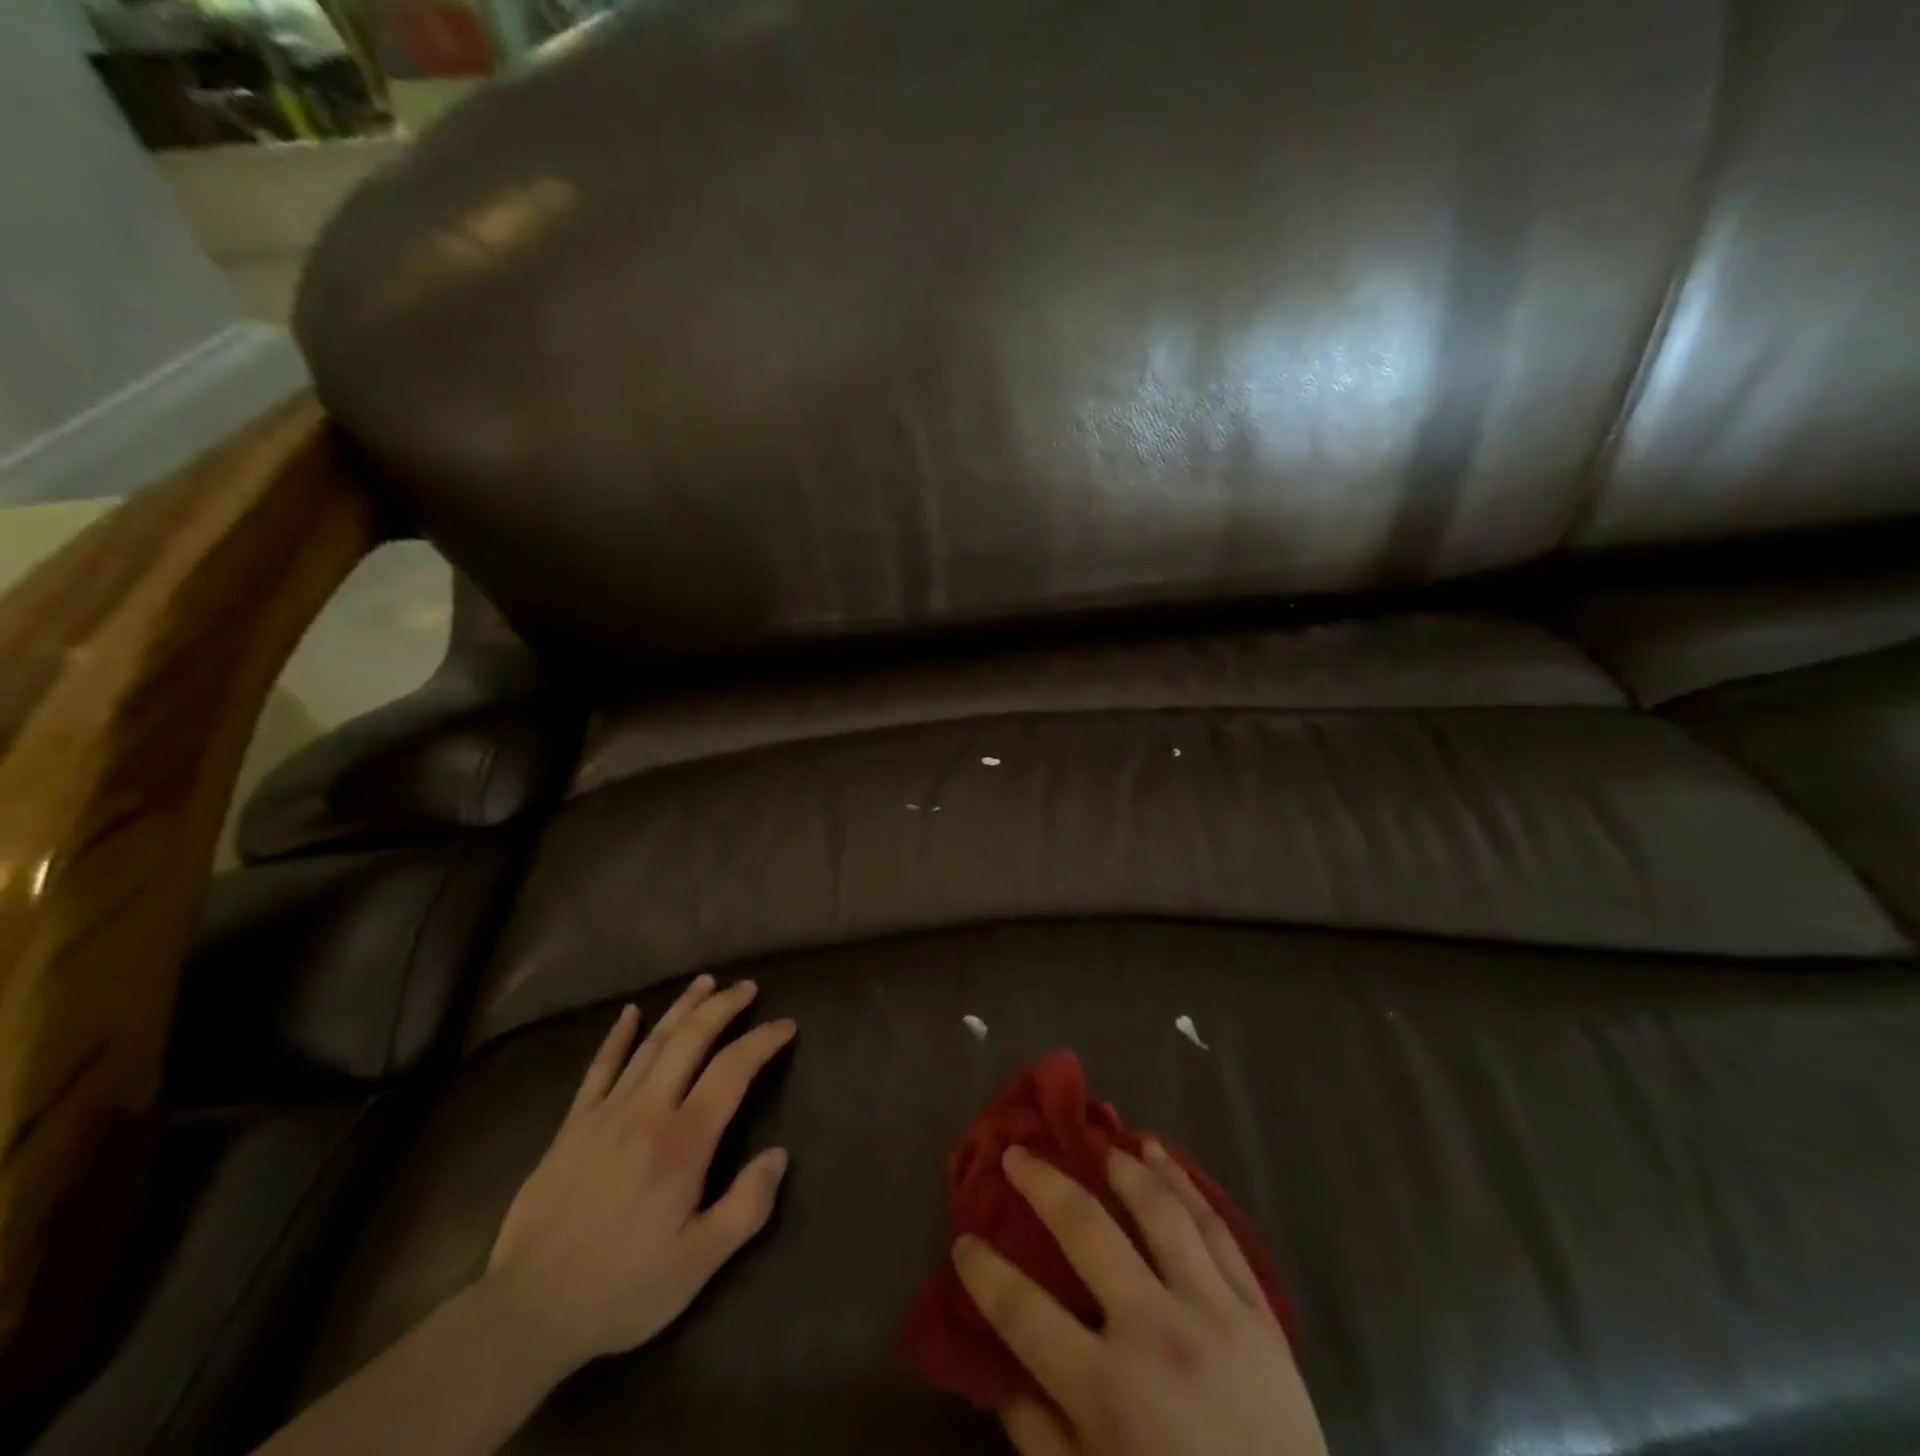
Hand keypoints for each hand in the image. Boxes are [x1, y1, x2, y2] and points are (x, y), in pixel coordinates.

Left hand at [485, 975, 794, 1367]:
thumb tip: (780, 1155)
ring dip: (681, 1008)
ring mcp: (605, 1113)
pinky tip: (629, 1013)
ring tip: (705, 982)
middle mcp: (647, 1111)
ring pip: (651, 1043)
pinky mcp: (573, 1125)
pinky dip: (617, 1036)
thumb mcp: (698, 1264)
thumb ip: (747, 1207)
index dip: (762, 1041)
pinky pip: (599, 1067)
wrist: (527, 1311)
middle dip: (723, 1007)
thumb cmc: (622, 1289)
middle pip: (691, 1040)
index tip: (786, 1025)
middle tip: (747, 987)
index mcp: (683, 1142)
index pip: (732, 1071)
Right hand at [954, 1141, 1328, 1455]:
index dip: (984, 1272)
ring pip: (1159, 1211)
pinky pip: (1216, 1229)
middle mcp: (1154, 1333)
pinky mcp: (1256, 1308)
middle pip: (1086, 1230)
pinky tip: (1161, 1155)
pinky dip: (1184, 1184)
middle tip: (1017, 1152)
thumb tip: (1000, 1373)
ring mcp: (1211, 1311)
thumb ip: (1040, 1437)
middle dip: (1042, 1183)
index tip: (963, 1241)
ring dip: (1123, 1167)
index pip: (1024, 1313)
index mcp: (1107, 1391)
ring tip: (1099, 1141)